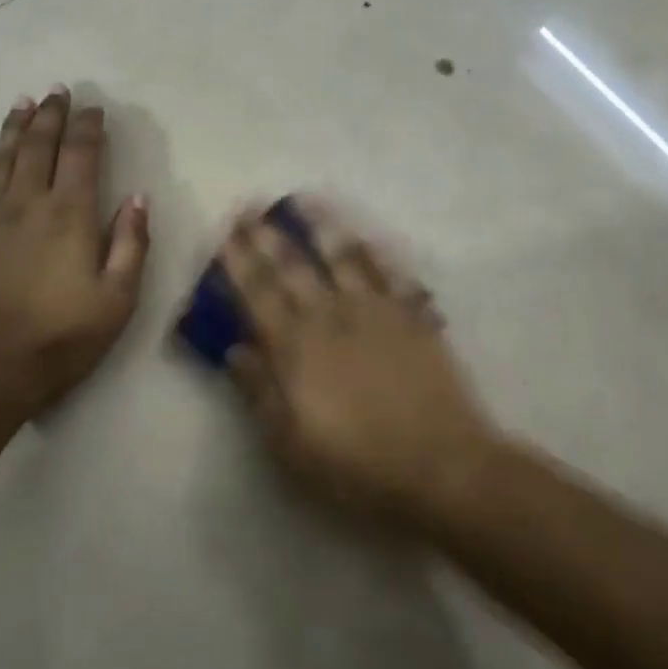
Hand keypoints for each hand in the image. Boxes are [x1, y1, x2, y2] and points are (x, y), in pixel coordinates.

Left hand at [0, 87, 149, 416]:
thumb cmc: (63, 337)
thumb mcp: (118, 298)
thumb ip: (132, 244)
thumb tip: (138, 199)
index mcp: (69, 214)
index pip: (81, 155)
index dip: (88, 127)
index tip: (94, 109)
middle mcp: (26, 203)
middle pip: (37, 146)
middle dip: (49, 116)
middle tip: (56, 92)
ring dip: (10, 130)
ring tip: (20, 105)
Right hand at [219, 200, 506, 524]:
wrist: (441, 467)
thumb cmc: (356, 465)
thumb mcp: (290, 444)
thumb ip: (259, 392)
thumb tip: (234, 350)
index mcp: (295, 348)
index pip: (257, 294)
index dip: (238, 261)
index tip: (225, 233)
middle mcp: (331, 317)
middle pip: (293, 267)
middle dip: (268, 236)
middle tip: (251, 207)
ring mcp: (376, 313)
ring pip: (343, 258)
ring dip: (320, 227)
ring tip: (303, 201)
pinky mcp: (413, 319)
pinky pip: (391, 274)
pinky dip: (374, 252)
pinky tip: (364, 237)